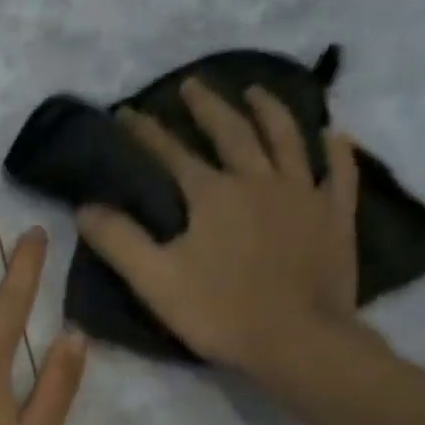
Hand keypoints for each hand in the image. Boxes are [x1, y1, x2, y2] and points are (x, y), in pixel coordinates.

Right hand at [75, 79, 370, 380]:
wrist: (298, 340)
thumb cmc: (221, 312)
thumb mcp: (156, 281)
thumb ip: (118, 241)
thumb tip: (85, 207)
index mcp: (212, 194)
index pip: (171, 153)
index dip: (146, 132)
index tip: (127, 113)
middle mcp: (258, 179)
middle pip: (232, 131)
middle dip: (207, 106)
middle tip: (191, 84)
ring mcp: (303, 194)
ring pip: (287, 138)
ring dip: (269, 110)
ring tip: (256, 91)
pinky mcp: (335, 216)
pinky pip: (339, 173)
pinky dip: (336, 150)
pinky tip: (334, 134)